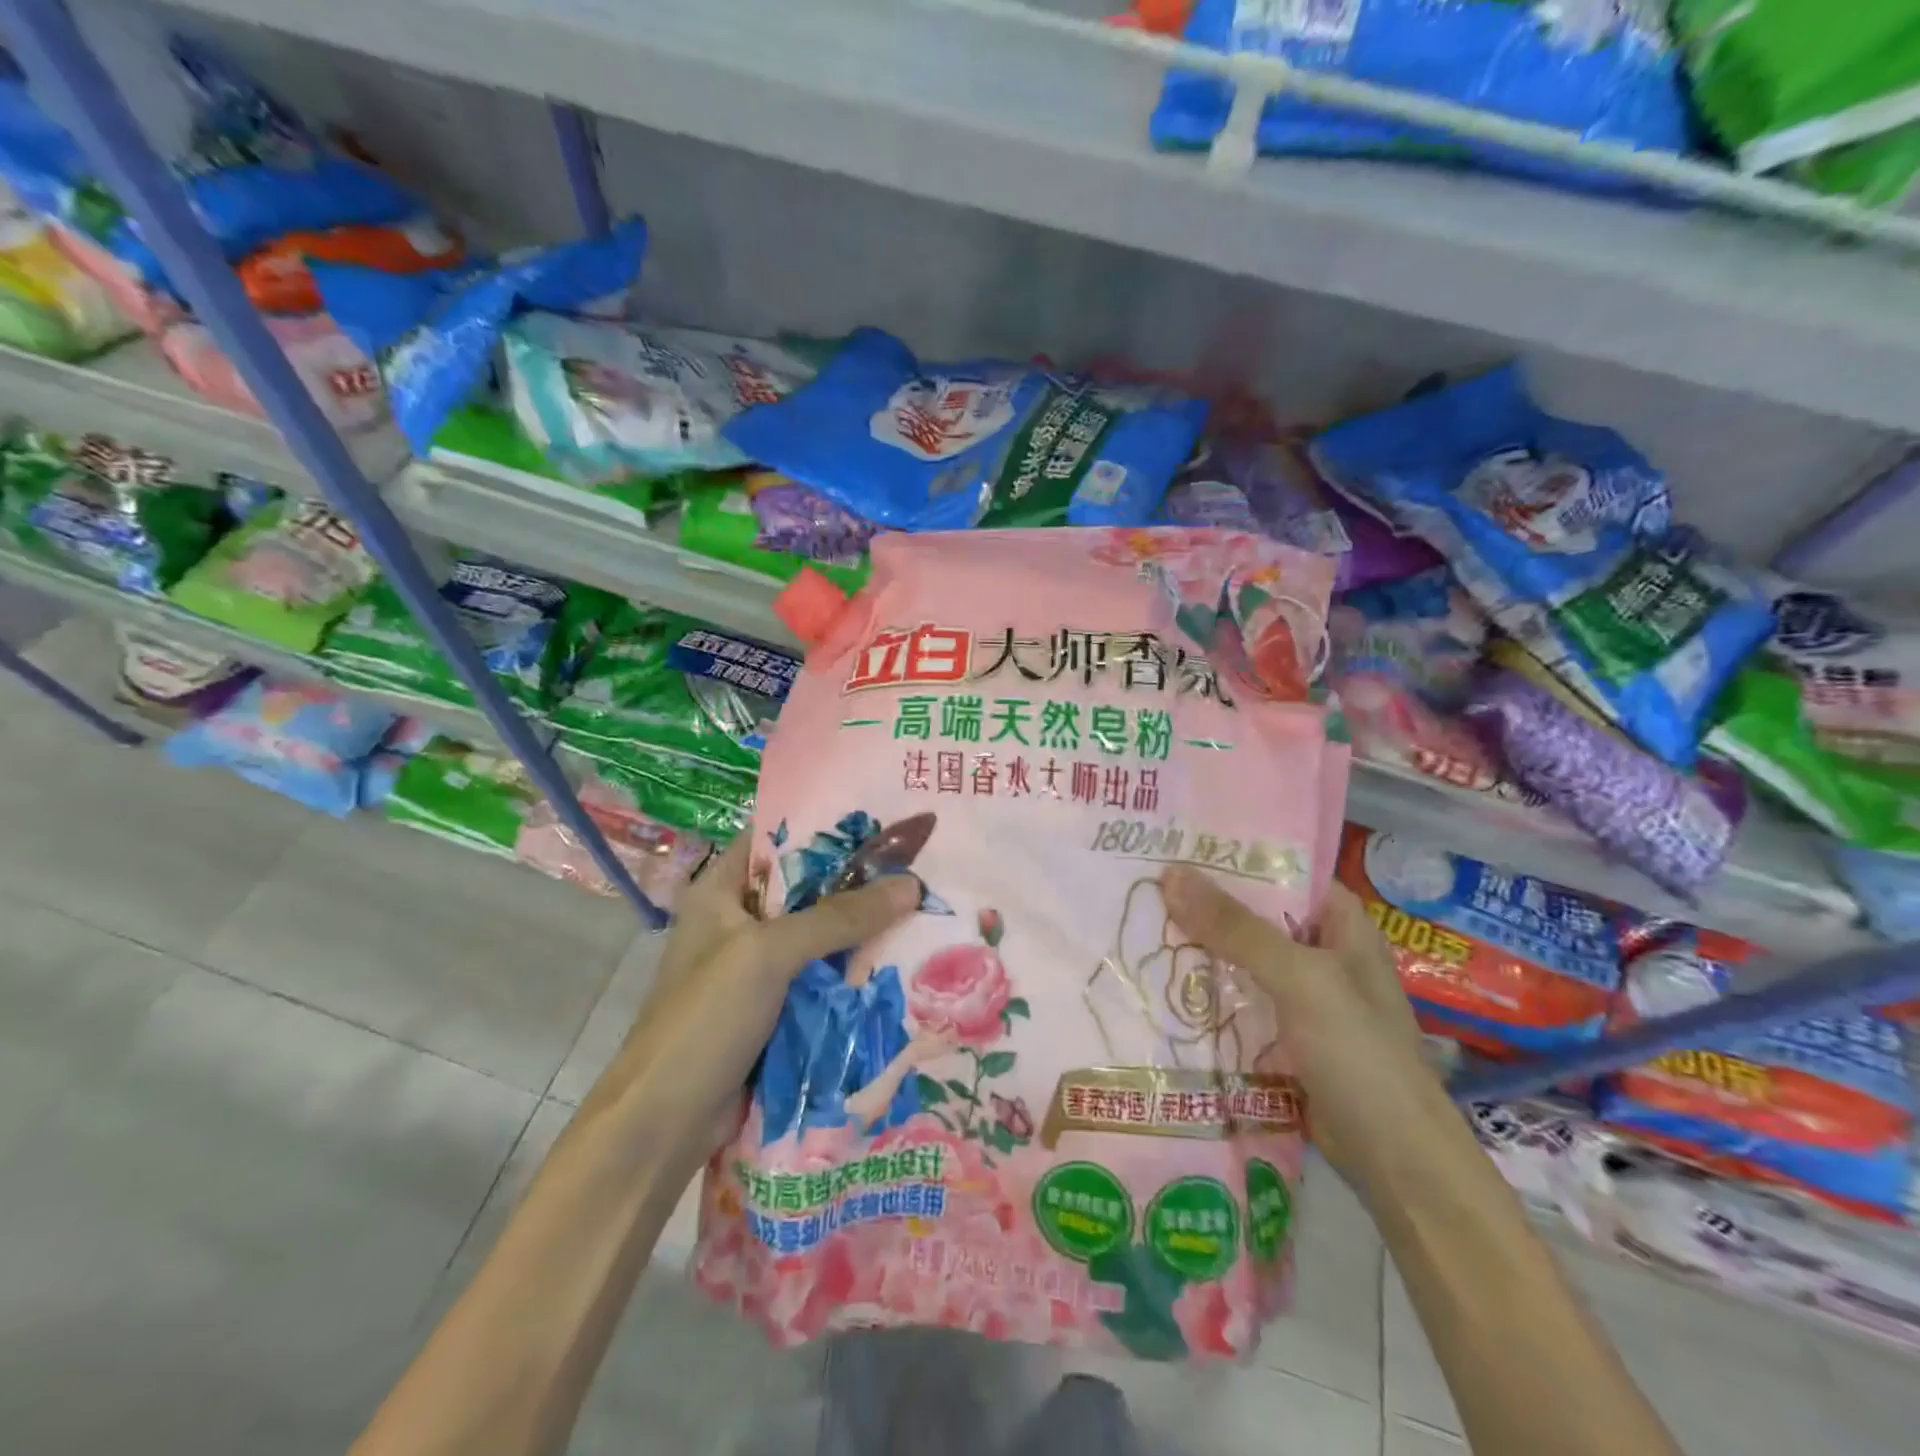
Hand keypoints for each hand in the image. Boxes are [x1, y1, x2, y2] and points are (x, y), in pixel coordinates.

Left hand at [616, 837, 918, 1163]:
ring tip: (923, 908)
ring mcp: (756, 970)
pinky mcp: (773, 1011)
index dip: (823, 826)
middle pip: (805, 890)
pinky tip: (900, 964)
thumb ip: (838, 917)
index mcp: (719, 892)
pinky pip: (821, 980)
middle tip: (916, 867)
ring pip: (818, 938)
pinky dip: (853, 974)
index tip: (880, 821)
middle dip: (856, 883)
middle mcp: (737, 923)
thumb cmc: (705, 1019)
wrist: (665, 1125)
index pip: (774, 839)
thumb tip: (911, 884)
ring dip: (861, 931)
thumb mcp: (769, 954)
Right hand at [1159, 866, 1450, 1195]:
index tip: (1173, 843)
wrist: (1397, 1163)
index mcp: (1339, 923)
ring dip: (1197, 948)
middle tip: (1139, 883)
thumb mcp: (1300, 979)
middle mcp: (1319, 951)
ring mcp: (1300, 996)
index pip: (1280, 869)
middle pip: (1253, 914)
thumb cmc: (1360, 1054)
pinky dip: (1204, 991)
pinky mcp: (1282, 1035)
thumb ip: (1236, 928)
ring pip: (1239, 958)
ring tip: (1135, 924)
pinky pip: (1236, 999)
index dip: (1230, 856)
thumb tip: (1169, 874)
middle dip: (1201, 903)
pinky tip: (1158, 982)